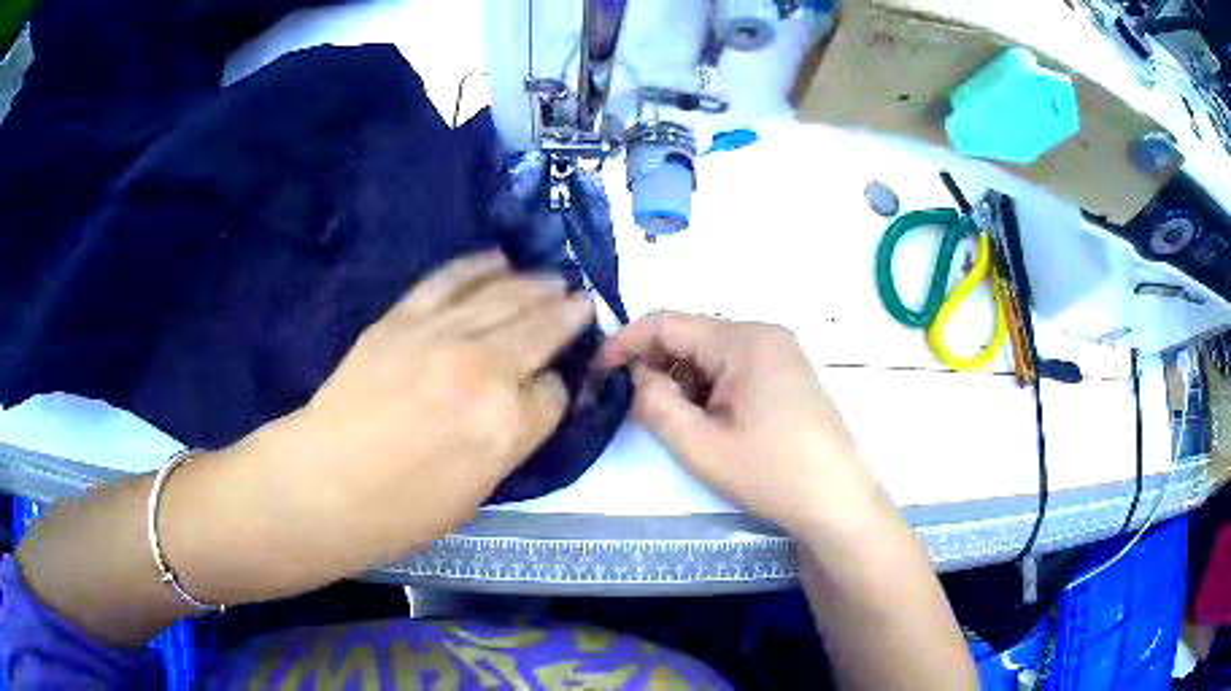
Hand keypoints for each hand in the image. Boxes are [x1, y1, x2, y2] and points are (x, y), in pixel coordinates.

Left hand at [225, 252, 592, 580]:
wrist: (324, 483)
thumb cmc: (401, 512)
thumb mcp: (476, 493)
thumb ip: (509, 442)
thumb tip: (523, 407)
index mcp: (508, 425)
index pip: (554, 393)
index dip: (555, 391)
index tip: (548, 390)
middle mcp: (485, 369)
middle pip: (540, 329)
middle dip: (566, 315)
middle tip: (582, 300)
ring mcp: (442, 335)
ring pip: (504, 296)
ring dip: (535, 285)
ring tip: (553, 279)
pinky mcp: (404, 317)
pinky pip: (450, 279)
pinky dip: (478, 266)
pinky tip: (499, 259)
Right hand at [601, 312, 883, 540]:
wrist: (836, 502)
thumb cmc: (771, 474)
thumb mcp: (701, 446)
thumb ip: (656, 404)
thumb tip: (634, 376)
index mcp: (745, 340)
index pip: (669, 322)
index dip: (627, 342)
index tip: (598, 370)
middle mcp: (764, 334)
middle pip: (692, 335)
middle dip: (656, 366)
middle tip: (630, 404)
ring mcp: (780, 353)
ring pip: (711, 354)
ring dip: (682, 381)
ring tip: (671, 421)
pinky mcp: (786, 374)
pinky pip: (733, 368)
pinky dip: (708, 389)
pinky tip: (704, 421)